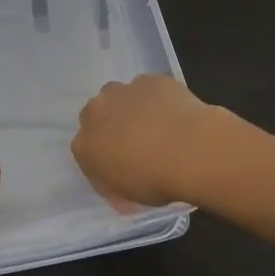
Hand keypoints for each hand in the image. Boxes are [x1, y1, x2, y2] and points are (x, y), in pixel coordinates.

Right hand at [72, 74, 232, 208]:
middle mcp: (96, 112)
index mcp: (85, 145)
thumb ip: (115, 183)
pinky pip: (148, 88)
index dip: (102, 155)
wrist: (190, 150)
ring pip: (120, 96)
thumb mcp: (128, 196)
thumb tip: (120, 177)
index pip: (84, 149)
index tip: (119, 164)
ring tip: (156, 124)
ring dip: (130, 107)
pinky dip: (156, 98)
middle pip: (96, 115)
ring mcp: (123, 92)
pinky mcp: (150, 80)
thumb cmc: (155, 181)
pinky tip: (174, 113)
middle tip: (134, 141)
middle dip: (110, 124)